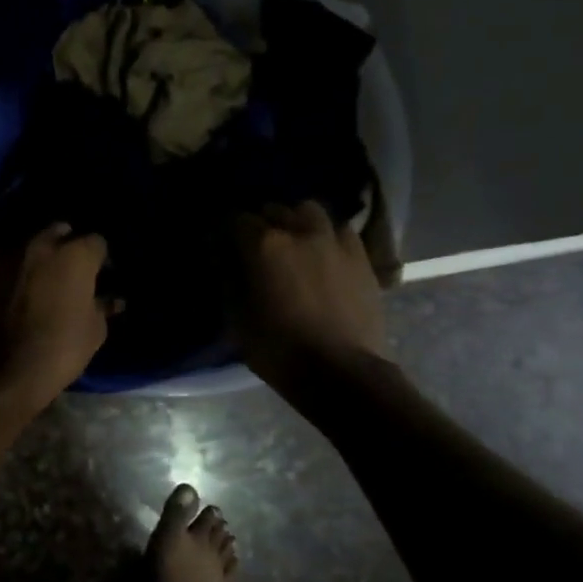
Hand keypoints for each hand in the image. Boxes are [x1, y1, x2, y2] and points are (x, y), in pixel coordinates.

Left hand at [0, 223, 112, 414]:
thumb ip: (102, 307)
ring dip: (31, 259)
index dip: (100, 259)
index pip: (96, 242)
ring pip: (22, 246)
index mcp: (73, 255)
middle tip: (68, 273)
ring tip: (34, 283)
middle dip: (65, 246)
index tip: (101, 276)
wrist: (1, 374)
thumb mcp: (94, 332)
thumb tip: (111, 299)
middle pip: (57, 231)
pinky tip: (5, 299)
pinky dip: (4, 279)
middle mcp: (36, 245)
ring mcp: (0, 257)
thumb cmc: (59, 351)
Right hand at [235, 201, 387, 389]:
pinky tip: (323, 252)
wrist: (342, 372)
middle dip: (261, 222)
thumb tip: (224, 258)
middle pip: (273, 209)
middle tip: (255, 244)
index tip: (222, 243)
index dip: (225, 229)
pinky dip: (326, 234)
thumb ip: (229, 280)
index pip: (236, 219)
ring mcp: (334, 240)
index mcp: (264, 245)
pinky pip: (340, 229)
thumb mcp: (238, 319)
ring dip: (296, 220)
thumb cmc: (280, 350)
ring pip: (309, 210)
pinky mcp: (360, 255)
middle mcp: (299, 231)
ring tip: (293, 240)